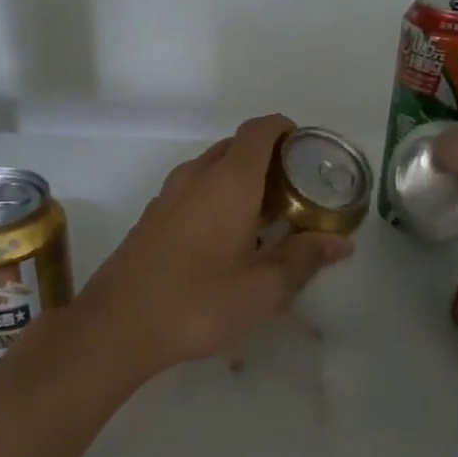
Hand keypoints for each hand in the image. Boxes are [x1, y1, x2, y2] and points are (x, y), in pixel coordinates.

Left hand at [70, 114, 354, 375]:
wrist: (117, 326)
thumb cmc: (198, 301)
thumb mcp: (264, 288)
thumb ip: (305, 259)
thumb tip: (340, 243)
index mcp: (228, 180)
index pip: (260, 130)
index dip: (287, 130)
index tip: (308, 153)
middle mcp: (196, 175)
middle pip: (237, 146)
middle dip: (269, 159)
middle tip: (297, 192)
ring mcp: (168, 195)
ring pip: (212, 168)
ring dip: (242, 179)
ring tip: (267, 218)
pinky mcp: (152, 217)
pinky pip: (193, 189)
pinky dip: (217, 197)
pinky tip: (228, 240)